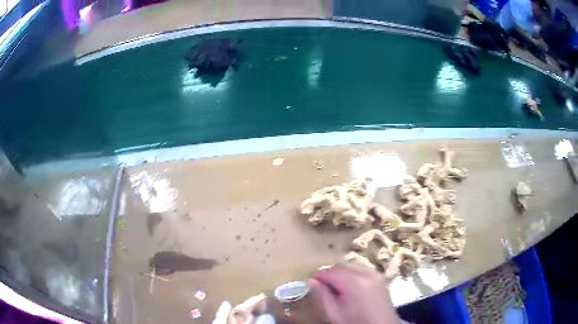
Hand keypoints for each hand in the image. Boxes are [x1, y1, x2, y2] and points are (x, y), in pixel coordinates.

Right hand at [280, 264, 400, 323]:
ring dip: (341, 274)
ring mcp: (376, 275)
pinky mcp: (381, 278)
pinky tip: (349, 287)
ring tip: (335, 288)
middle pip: (342, 267)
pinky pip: (362, 270)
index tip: (311, 284)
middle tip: (321, 287)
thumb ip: (323, 296)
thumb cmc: (355, 323)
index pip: (331, 272)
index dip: (319, 277)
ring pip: (352, 267)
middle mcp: (368, 274)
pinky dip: (353, 275)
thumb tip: (310, 281)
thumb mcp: (334, 314)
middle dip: (330, 274)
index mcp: (355, 283)